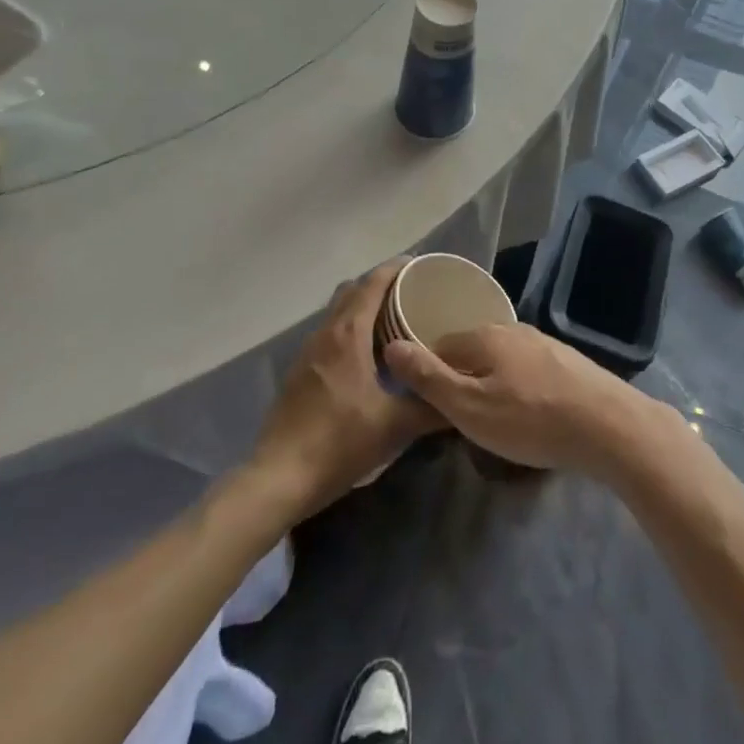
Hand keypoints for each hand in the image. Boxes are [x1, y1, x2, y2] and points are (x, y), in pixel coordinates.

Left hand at [249, 261, 443, 516]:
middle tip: (410, 294)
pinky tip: (366, 357)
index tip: (419, 265)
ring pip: (337, 312)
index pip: (372, 283)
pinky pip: (329, 334)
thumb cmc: (340, 442)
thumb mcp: (395, 426)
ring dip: (362, 307)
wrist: (280, 478)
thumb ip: (432, 406)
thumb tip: (463, 397)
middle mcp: (325, 333)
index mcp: (348, 334)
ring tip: (392, 322)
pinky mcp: (299, 372)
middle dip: (379, 284)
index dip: (395, 268)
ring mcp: (308, 352)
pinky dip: (349, 330)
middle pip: (352, 291)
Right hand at [383, 322, 661, 475]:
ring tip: (492, 420)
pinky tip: (526, 412)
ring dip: (490, 384)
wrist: (608, 425)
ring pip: (500, 360)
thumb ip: (429, 378)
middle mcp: (511, 328)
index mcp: (482, 335)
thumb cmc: (531, 420)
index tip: (426, 406)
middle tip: (459, 419)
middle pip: (470, 350)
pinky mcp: (565, 361)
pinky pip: (526, 369)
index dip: (427, 375)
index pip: (437, 346)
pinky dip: (517, 387)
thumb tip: (391, 346)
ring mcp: (542, 342)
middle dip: (460, 379)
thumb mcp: (469, 407)